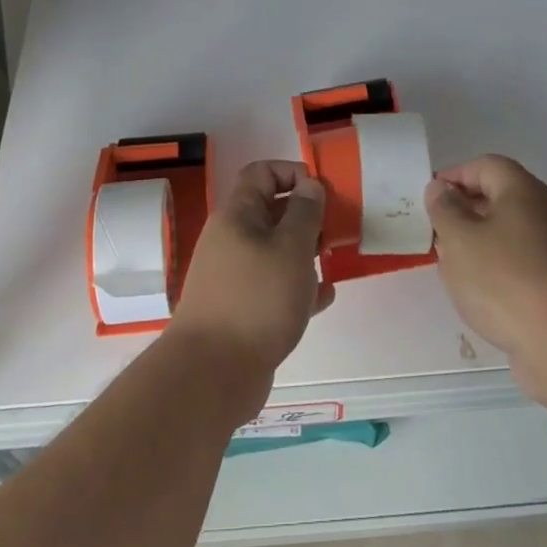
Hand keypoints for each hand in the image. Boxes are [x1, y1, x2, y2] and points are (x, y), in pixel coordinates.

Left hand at [170, 161, 333, 404]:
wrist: (212, 373)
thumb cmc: (257, 299)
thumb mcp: (291, 248)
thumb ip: (305, 212)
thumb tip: (309, 185)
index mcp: (237, 215)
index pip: (261, 173)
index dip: (292, 173)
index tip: (321, 194)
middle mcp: (231, 239)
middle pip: (270, 212)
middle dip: (305, 217)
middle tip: (333, 234)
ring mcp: (233, 276)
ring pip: (274, 251)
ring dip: (304, 253)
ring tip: (331, 264)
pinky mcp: (241, 309)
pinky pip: (273, 286)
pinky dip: (297, 287)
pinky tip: (323, 299)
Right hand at [426, 155, 546, 400]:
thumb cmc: (504, 279)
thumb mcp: (459, 239)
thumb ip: (444, 209)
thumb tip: (441, 189)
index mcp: (521, 190)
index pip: (485, 165)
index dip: (454, 176)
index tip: (429, 199)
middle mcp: (543, 211)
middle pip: (497, 196)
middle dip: (463, 210)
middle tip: (435, 231)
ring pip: (506, 231)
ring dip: (476, 241)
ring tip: (451, 263)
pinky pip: (517, 260)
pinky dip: (494, 266)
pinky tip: (477, 291)